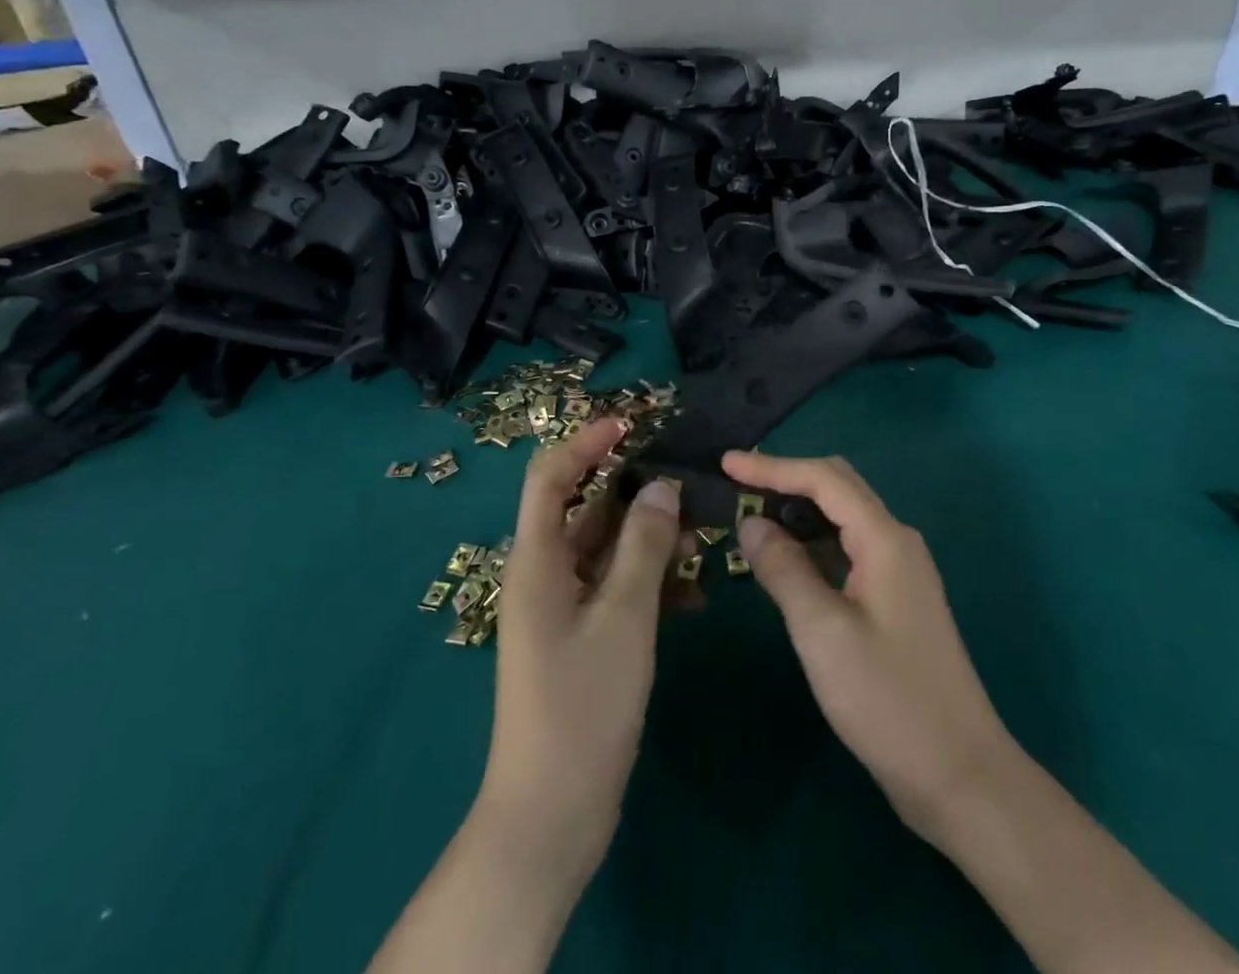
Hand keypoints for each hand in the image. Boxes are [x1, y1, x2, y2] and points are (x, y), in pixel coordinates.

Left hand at [478, 419, 689, 888]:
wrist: (553, 813)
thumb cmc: (583, 705)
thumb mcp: (623, 617)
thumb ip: (644, 546)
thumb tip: (661, 487)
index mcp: (537, 559)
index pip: (551, 476)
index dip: (585, 442)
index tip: (631, 425)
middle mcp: (546, 574)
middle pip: (586, 509)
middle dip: (634, 492)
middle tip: (686, 483)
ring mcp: (564, 608)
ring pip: (609, 550)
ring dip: (650, 539)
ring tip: (702, 538)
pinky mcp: (584, 637)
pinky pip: (618, 589)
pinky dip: (651, 582)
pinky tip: (694, 595)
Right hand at [728, 450, 1015, 843]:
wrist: (960, 774)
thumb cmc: (887, 700)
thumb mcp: (823, 631)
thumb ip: (784, 569)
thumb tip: (751, 523)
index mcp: (884, 538)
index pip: (823, 479)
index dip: (772, 466)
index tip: (726, 463)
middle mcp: (896, 541)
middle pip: (838, 487)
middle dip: (787, 479)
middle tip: (737, 485)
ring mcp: (900, 571)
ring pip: (844, 518)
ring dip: (799, 510)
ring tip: (752, 517)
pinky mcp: (896, 599)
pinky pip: (849, 549)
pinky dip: (814, 543)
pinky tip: (787, 560)